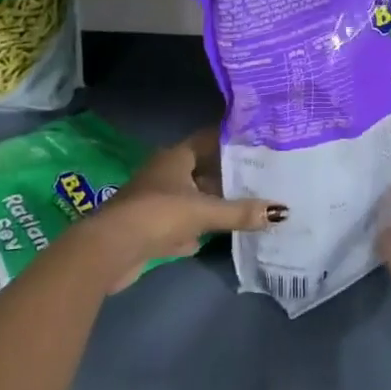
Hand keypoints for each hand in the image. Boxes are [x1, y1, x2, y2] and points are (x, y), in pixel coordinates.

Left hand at [84, 129, 281, 290]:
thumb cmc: (157, 215)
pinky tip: (211, 238)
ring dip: (211, 203)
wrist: (109, 250)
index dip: (231, 140)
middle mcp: (165, 173)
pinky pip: (179, 223)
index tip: (258, 143)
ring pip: (191, 197)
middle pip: (202, 169)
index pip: (209, 139)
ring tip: (245, 206)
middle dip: (227, 175)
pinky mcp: (148, 228)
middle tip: (259, 177)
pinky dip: (195, 229)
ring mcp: (154, 200)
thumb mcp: (203, 212)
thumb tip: (281, 211)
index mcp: (176, 157)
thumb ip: (240, 212)